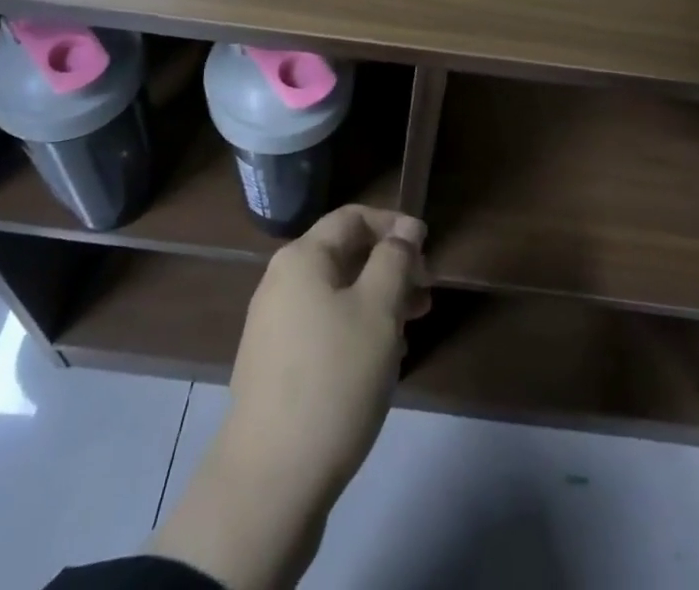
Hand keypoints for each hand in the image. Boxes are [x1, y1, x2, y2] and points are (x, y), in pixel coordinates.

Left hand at [147, 206, 429, 589]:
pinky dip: (356, 331)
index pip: (352, 217)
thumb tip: (406, 229)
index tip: (428, 248)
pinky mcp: (276, 367)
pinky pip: (324, 329)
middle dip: (390, 268)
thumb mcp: (378, 311)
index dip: (393, 224)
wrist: (270, 481)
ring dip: (378, 303)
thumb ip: (395, 260)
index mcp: (302, 258)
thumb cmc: (333, 379)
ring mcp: (274, 327)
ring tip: (412, 330)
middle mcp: (281, 282)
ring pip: (337, 295)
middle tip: (426, 296)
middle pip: (344, 256)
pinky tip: (381, 363)